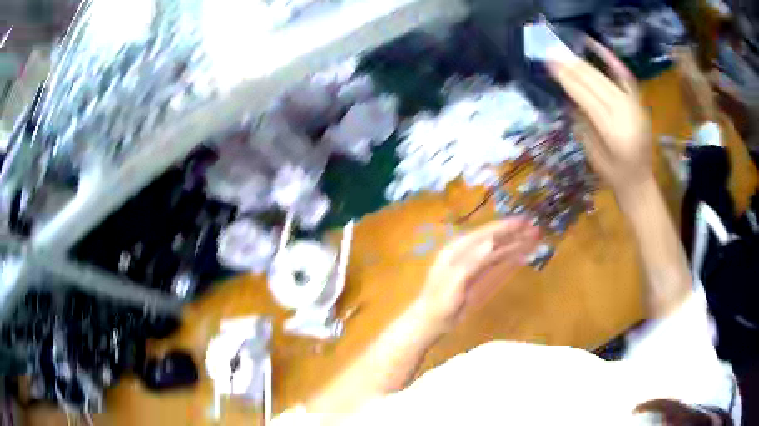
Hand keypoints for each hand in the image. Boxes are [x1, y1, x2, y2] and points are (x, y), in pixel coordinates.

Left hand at [412, 217, 539, 334]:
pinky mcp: (476, 275)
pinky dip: (509, 257)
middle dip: (513, 234)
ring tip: (533, 238)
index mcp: (457, 249)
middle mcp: (465, 252)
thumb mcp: (455, 282)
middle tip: (534, 228)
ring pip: (496, 250)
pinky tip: (521, 255)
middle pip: (493, 239)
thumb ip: (472, 261)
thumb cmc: (440, 302)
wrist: (431, 320)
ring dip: (514, 244)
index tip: (523, 221)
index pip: (485, 233)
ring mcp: (471, 264)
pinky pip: (495, 263)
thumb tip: (491, 242)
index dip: (505, 226)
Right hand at [548, 38, 653, 202]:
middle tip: (551, 52)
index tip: (548, 63)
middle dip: (571, 66)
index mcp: (611, 130)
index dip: (565, 78)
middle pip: (593, 82)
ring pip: (605, 76)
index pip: (584, 95)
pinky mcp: (639, 102)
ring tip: (565, 52)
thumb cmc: (614, 175)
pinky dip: (610, 60)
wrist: (640, 182)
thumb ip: (581, 123)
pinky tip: (595, 45)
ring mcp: (634, 105)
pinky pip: (625, 76)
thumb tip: (569, 97)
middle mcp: (624, 112)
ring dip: (583, 62)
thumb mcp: (592, 154)